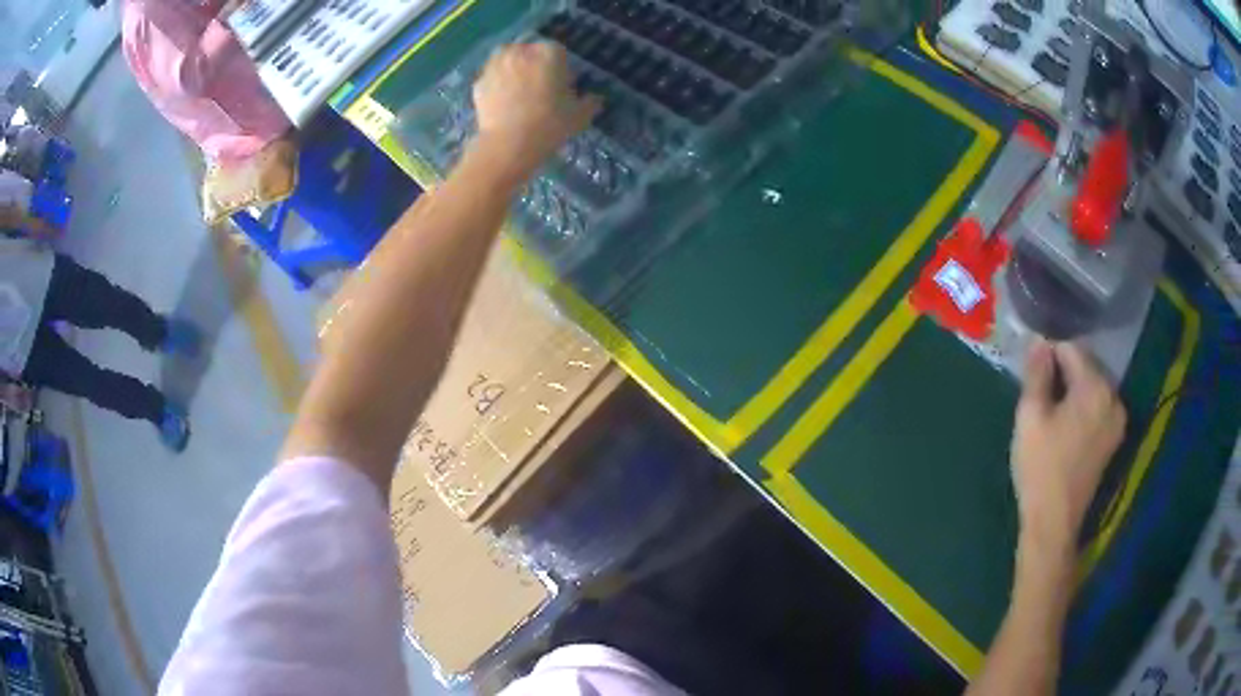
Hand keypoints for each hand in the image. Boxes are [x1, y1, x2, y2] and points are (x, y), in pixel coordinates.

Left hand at [471, 42, 601, 182]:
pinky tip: (502, 103)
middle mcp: (520, 51)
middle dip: (534, 66)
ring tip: (519, 94)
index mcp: (549, 52)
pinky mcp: (478, 82)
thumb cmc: (549, 125)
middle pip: (530, 53)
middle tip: (540, 90)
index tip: (562, 87)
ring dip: (513, 71)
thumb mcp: (580, 116)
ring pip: (508, 61)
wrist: (508, 146)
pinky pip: (492, 79)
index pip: (558, 52)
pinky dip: (497, 86)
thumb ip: (590, 103)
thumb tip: (595, 99)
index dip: (561, 69)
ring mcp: (495, 65)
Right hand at [1011, 341, 1125, 558]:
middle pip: (1086, 366)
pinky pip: (1099, 406)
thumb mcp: (1030, 416)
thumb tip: (1039, 341)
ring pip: (1093, 386)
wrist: (1054, 522)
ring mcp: (1118, 419)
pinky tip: (1067, 426)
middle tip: (1040, 393)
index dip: (1049, 354)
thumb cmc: (1040, 467)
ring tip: (1052, 411)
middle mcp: (1114, 396)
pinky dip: (1084, 407)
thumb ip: (1037, 373)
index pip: (1071, 349)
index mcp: (1095, 387)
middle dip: (1064, 371)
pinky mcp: (1115, 438)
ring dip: (1074, 389)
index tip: (1031, 372)